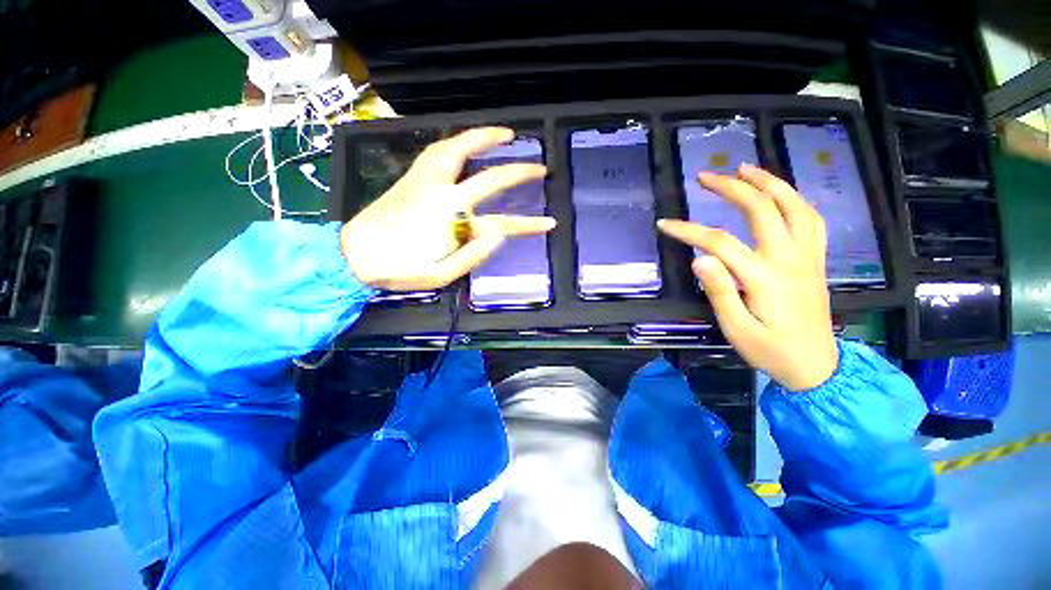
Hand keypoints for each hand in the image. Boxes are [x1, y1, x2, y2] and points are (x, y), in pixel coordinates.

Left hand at [342, 127, 555, 290]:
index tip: (550, 223)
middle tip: (539, 165)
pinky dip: (456, 142)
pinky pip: (437, 150)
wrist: (354, 256)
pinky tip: (464, 142)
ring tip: (504, 133)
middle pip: (488, 177)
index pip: (503, 222)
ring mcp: (426, 181)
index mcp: (453, 222)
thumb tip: (499, 233)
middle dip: (518, 171)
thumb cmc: (399, 270)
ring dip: (483, 138)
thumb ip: (473, 254)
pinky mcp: (412, 178)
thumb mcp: (441, 275)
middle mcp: (443, 194)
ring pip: (457, 149)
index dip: (529, 224)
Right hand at [658, 164, 837, 390]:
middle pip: (761, 210)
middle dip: (732, 188)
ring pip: (794, 206)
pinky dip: (795, 199)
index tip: (665, 224)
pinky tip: (781, 194)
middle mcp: (789, 258)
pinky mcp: (815, 260)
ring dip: (770, 182)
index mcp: (764, 278)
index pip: (719, 242)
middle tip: (706, 176)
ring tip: (746, 168)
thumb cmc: (771, 350)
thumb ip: (719, 292)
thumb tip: (699, 259)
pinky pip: (812, 219)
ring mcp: (807, 256)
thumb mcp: (736, 329)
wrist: (817, 365)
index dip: (688, 230)